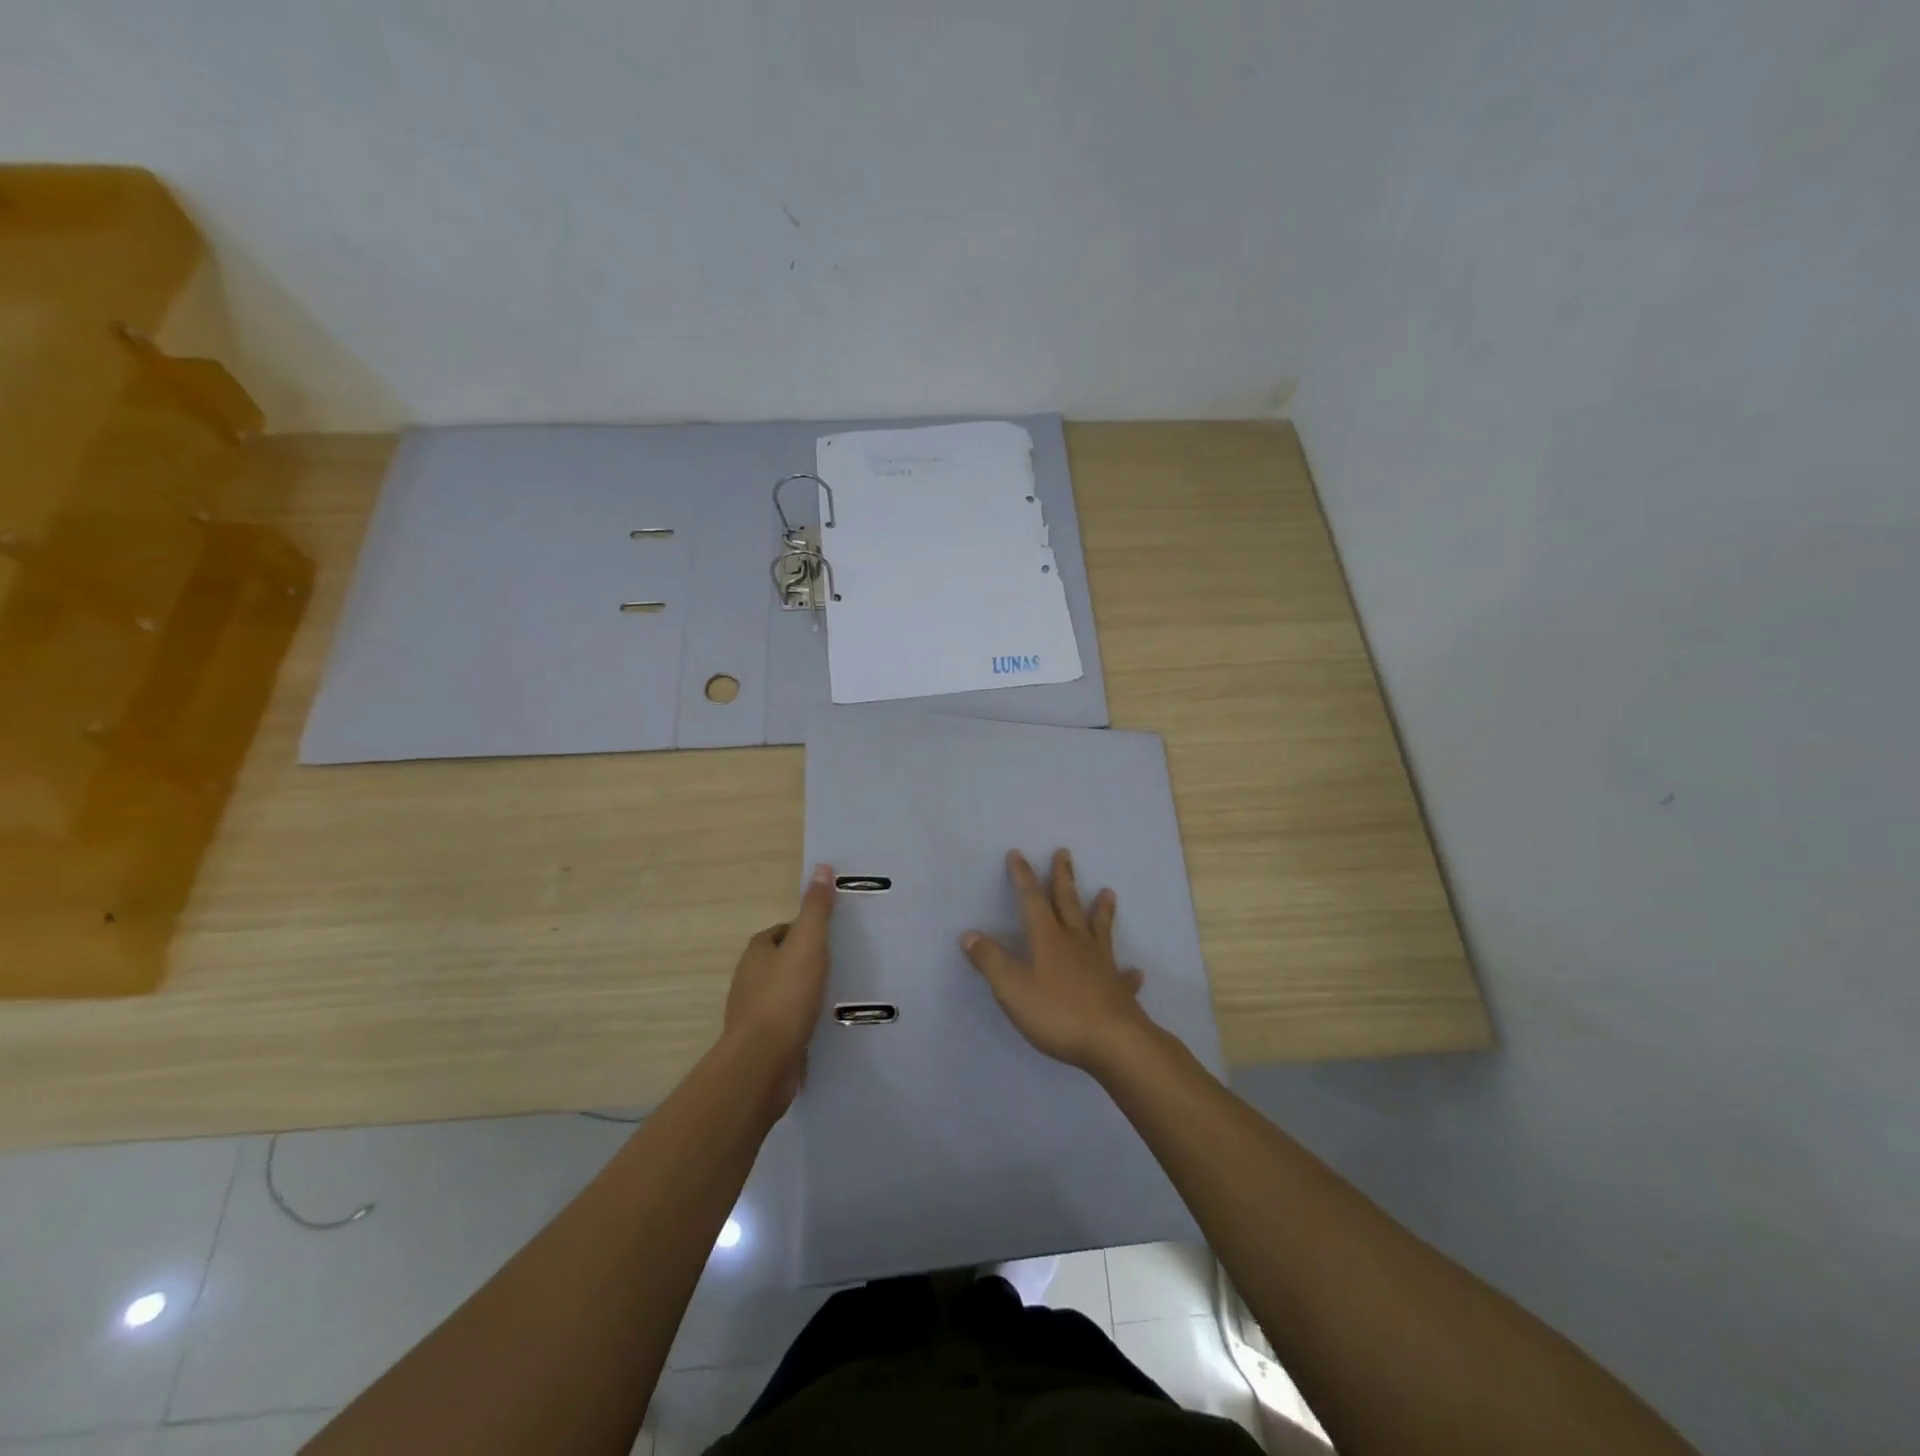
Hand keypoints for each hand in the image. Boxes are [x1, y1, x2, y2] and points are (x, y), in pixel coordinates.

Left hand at [725, 863, 836, 1110]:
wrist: (763, 1062)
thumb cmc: (785, 996)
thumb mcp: (808, 944)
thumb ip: (816, 909)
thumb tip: (822, 867)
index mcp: (756, 953)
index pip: (779, 932)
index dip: (801, 931)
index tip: (826, 937)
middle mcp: (748, 981)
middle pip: (778, 963)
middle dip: (802, 963)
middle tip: (835, 965)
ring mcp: (753, 1015)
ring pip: (781, 995)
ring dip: (801, 994)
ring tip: (832, 996)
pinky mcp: (762, 1044)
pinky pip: (784, 1025)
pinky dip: (800, 1023)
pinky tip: (820, 1028)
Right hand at [961, 849, 1153, 1072]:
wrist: (1113, 1042)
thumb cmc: (1057, 1013)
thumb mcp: (1012, 988)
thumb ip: (990, 961)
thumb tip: (969, 934)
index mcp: (1048, 940)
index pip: (1031, 901)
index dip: (1023, 877)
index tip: (1018, 853)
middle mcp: (1076, 943)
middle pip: (1068, 904)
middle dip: (1063, 878)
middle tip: (1064, 853)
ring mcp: (1101, 965)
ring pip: (1100, 930)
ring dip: (1102, 910)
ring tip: (1108, 892)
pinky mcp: (1119, 990)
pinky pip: (1123, 977)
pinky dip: (1128, 972)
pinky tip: (1135, 971)